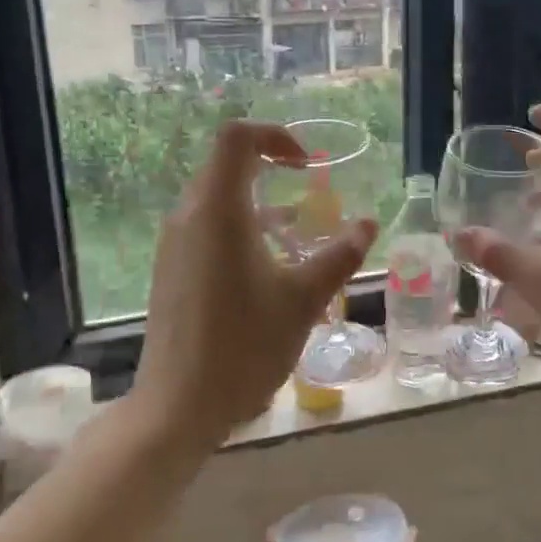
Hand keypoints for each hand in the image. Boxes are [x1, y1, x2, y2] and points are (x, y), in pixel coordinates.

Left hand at [129, 120, 376, 444]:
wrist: (178, 405)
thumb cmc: (245, 345)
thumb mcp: (304, 298)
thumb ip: (340, 255)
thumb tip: (369, 224)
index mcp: (219, 211)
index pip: (238, 138)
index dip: (276, 136)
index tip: (309, 165)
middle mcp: (189, 216)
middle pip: (227, 165)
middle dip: (272, 169)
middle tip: (310, 193)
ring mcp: (174, 243)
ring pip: (217, 198)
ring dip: (258, 202)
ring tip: (297, 234)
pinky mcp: (171, 268)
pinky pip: (207, 227)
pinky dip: (240, 227)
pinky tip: (267, 267)